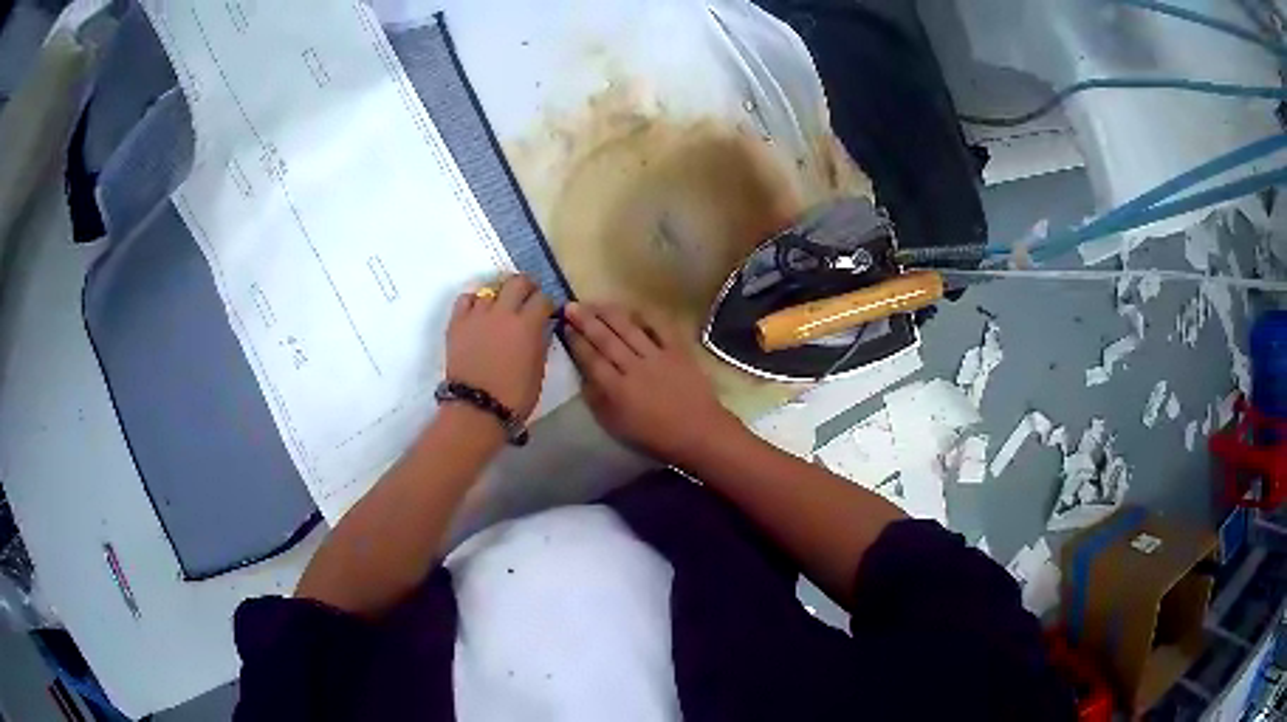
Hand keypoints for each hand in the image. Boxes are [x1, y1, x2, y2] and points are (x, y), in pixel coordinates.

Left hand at [446, 275, 552, 419]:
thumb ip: (540, 343)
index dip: (547, 303)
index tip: (547, 311)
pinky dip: (474, 301)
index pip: (543, 299)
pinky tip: (478, 312)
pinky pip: (465, 299)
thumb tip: (541, 328)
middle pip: (518, 282)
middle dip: (527, 286)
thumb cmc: (515, 396)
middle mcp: (503, 312)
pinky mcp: (457, 323)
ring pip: (491, 289)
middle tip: (528, 296)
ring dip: (500, 295)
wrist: (476, 409)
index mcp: (528, 324)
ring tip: (500, 308)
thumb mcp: (538, 371)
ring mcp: (477, 315)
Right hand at [565, 302, 739, 464]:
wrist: (699, 432)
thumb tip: (584, 376)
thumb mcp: (617, 425)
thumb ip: (597, 399)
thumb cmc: (655, 435)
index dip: (576, 341)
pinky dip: (645, 316)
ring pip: (628, 329)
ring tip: (594, 302)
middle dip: (585, 321)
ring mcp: (657, 356)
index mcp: (617, 389)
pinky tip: (632, 308)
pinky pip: (659, 327)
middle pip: (605, 339)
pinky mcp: (678, 350)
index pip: (591, 359)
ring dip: (608, 313)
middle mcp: (633, 367)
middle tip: (570, 306)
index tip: (564, 326)